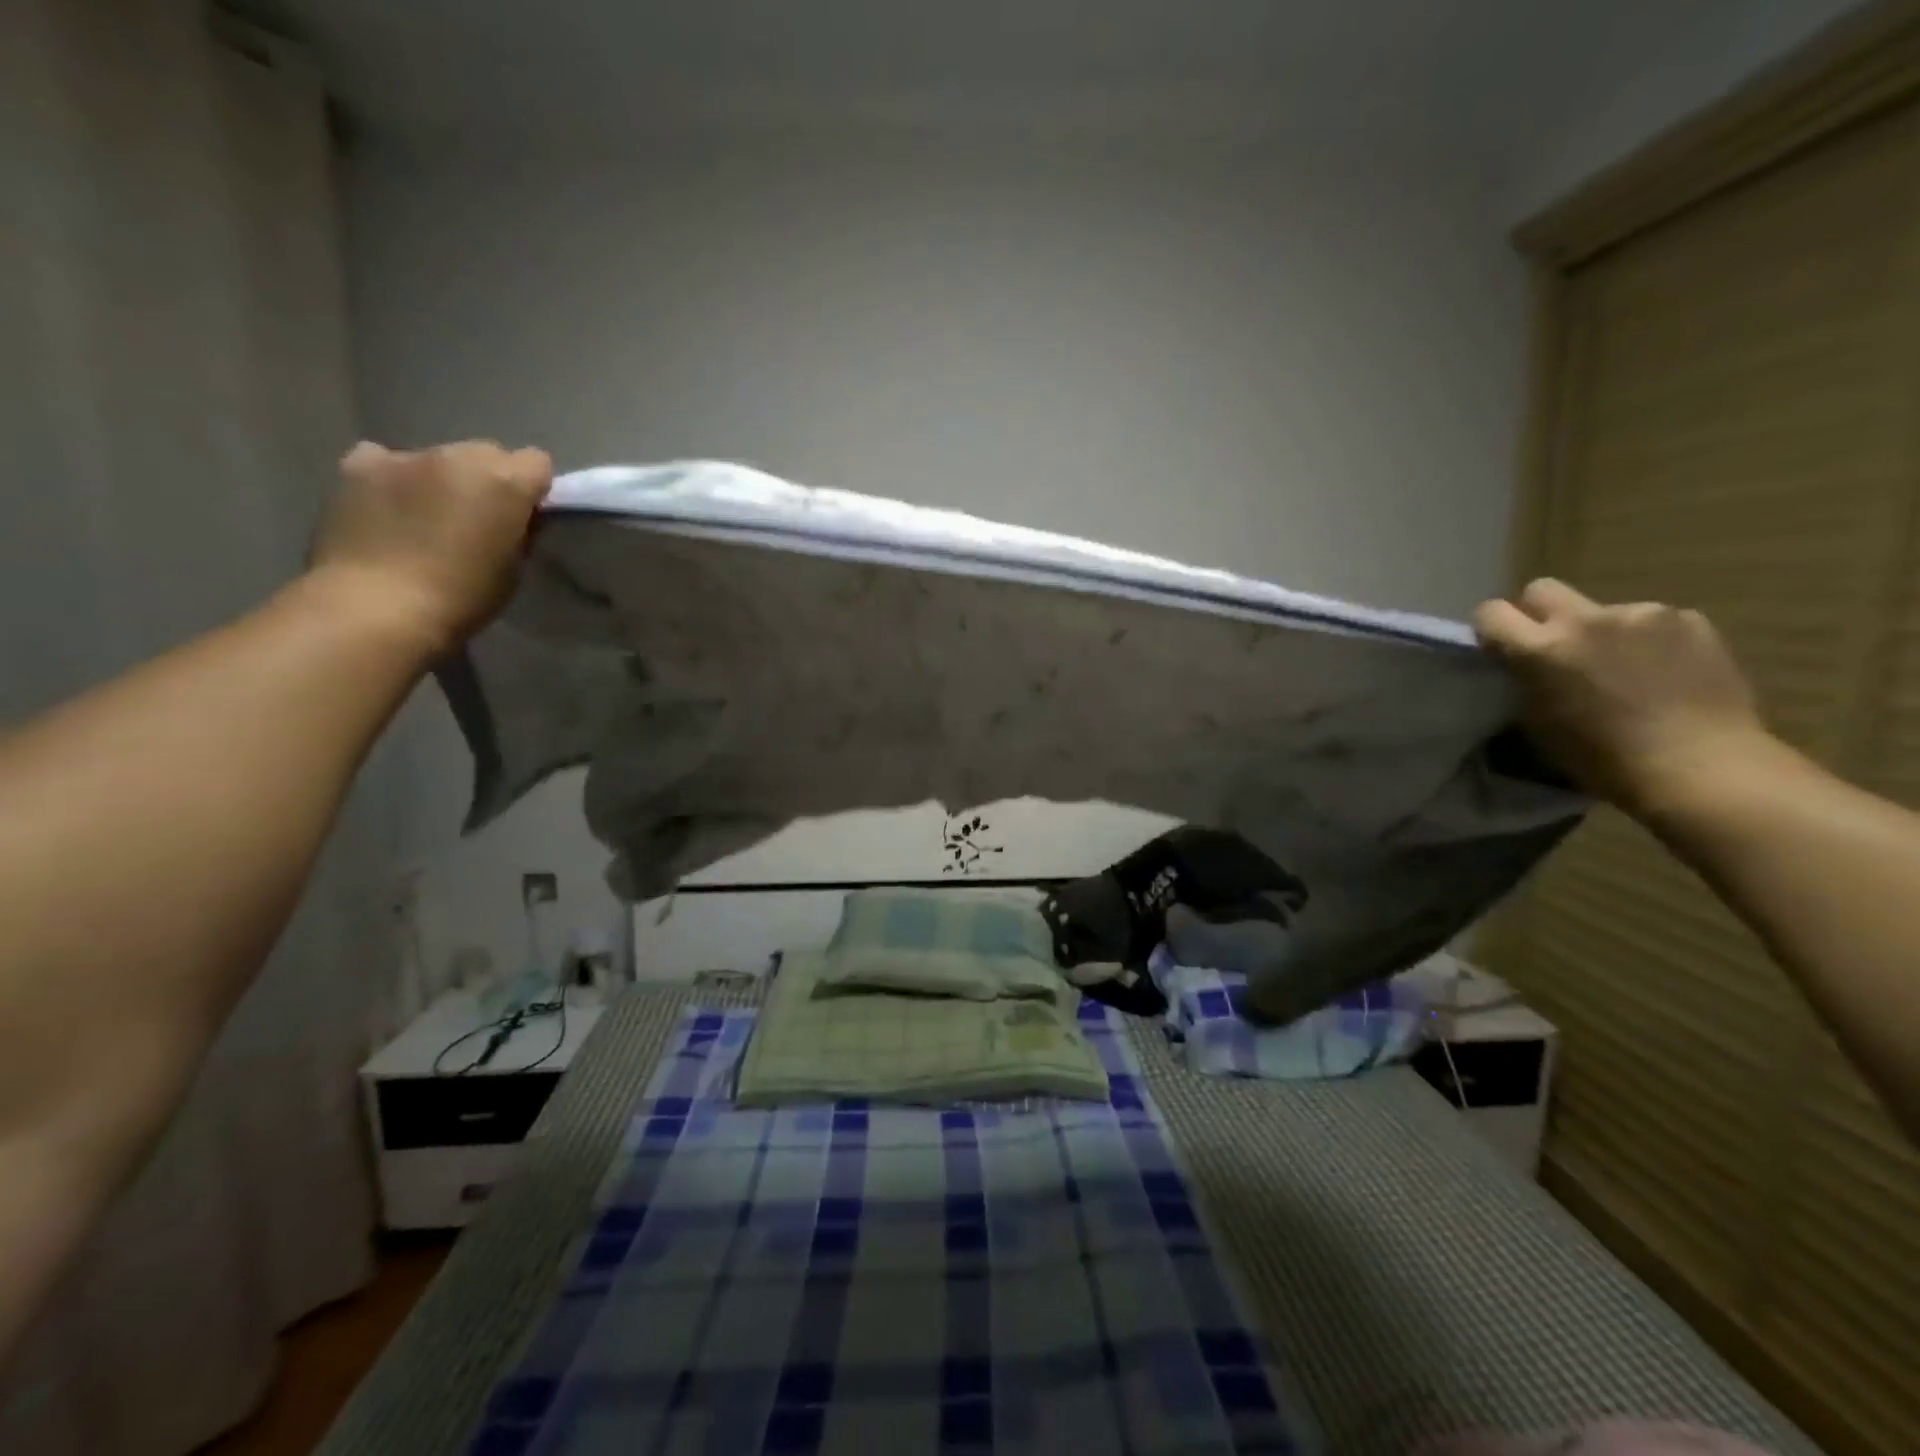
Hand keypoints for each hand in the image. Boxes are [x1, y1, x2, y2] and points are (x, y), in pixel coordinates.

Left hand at [311, 440, 552, 654]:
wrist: (378, 608)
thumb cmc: (463, 598)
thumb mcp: (513, 569)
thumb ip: (519, 532)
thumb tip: (515, 519)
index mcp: (505, 481)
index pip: (537, 462)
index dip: (534, 488)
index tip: (525, 515)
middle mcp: (458, 456)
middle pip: (487, 453)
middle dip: (488, 479)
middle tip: (477, 518)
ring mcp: (405, 457)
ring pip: (438, 457)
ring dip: (441, 479)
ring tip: (426, 517)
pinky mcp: (358, 466)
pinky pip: (384, 459)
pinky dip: (392, 477)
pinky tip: (387, 505)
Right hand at [1474, 579, 1770, 815]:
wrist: (1698, 766)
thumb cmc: (1601, 758)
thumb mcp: (1537, 720)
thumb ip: (1525, 678)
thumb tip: (1525, 662)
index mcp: (1540, 649)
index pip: (1491, 612)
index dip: (1493, 628)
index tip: (1502, 648)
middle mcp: (1585, 620)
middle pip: (1542, 589)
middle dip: (1540, 613)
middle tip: (1556, 647)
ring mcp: (1642, 614)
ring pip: (1601, 608)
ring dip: (1602, 631)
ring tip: (1624, 669)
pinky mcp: (1689, 619)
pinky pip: (1652, 620)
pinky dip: (1649, 640)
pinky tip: (1663, 672)